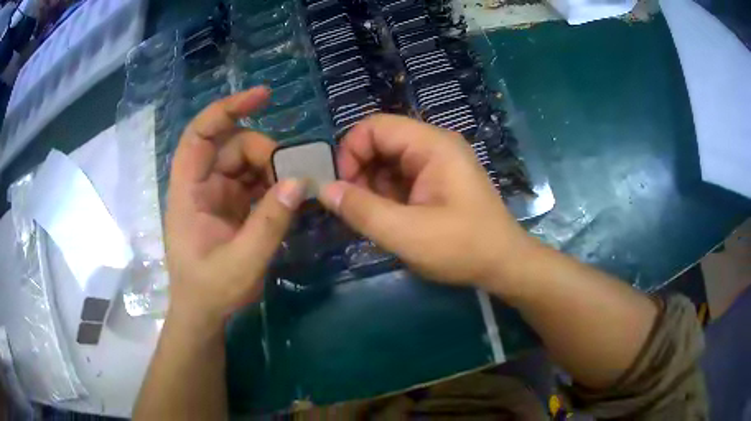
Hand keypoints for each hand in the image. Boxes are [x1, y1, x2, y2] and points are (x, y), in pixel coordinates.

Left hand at [165, 87, 304, 324]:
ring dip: (273, 171)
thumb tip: (299, 181)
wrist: (205, 315)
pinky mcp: (232, 207)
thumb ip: (269, 222)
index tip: (263, 96)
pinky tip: (292, 197)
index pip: (200, 135)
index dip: (227, 109)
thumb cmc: (211, 291)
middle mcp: (201, 186)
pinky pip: (255, 183)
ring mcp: (218, 195)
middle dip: (264, 154)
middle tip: (293, 177)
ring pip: (247, 163)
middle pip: (232, 147)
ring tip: (296, 190)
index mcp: (189, 192)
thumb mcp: (242, 262)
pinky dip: (274, 186)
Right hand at [317, 114, 534, 292]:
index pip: (376, 126)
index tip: (341, 187)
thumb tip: (324, 189)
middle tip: (352, 207)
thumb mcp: (407, 233)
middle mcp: (435, 145)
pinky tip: (387, 218)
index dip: (350, 151)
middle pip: (381, 142)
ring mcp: (438, 163)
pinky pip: (401, 177)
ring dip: (371, 186)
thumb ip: (362, 210)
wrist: (503, 264)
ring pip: (388, 161)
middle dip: (359, 171)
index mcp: (432, 145)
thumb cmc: (462, 248)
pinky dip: (386, 194)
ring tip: (370, 217)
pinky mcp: (438, 180)